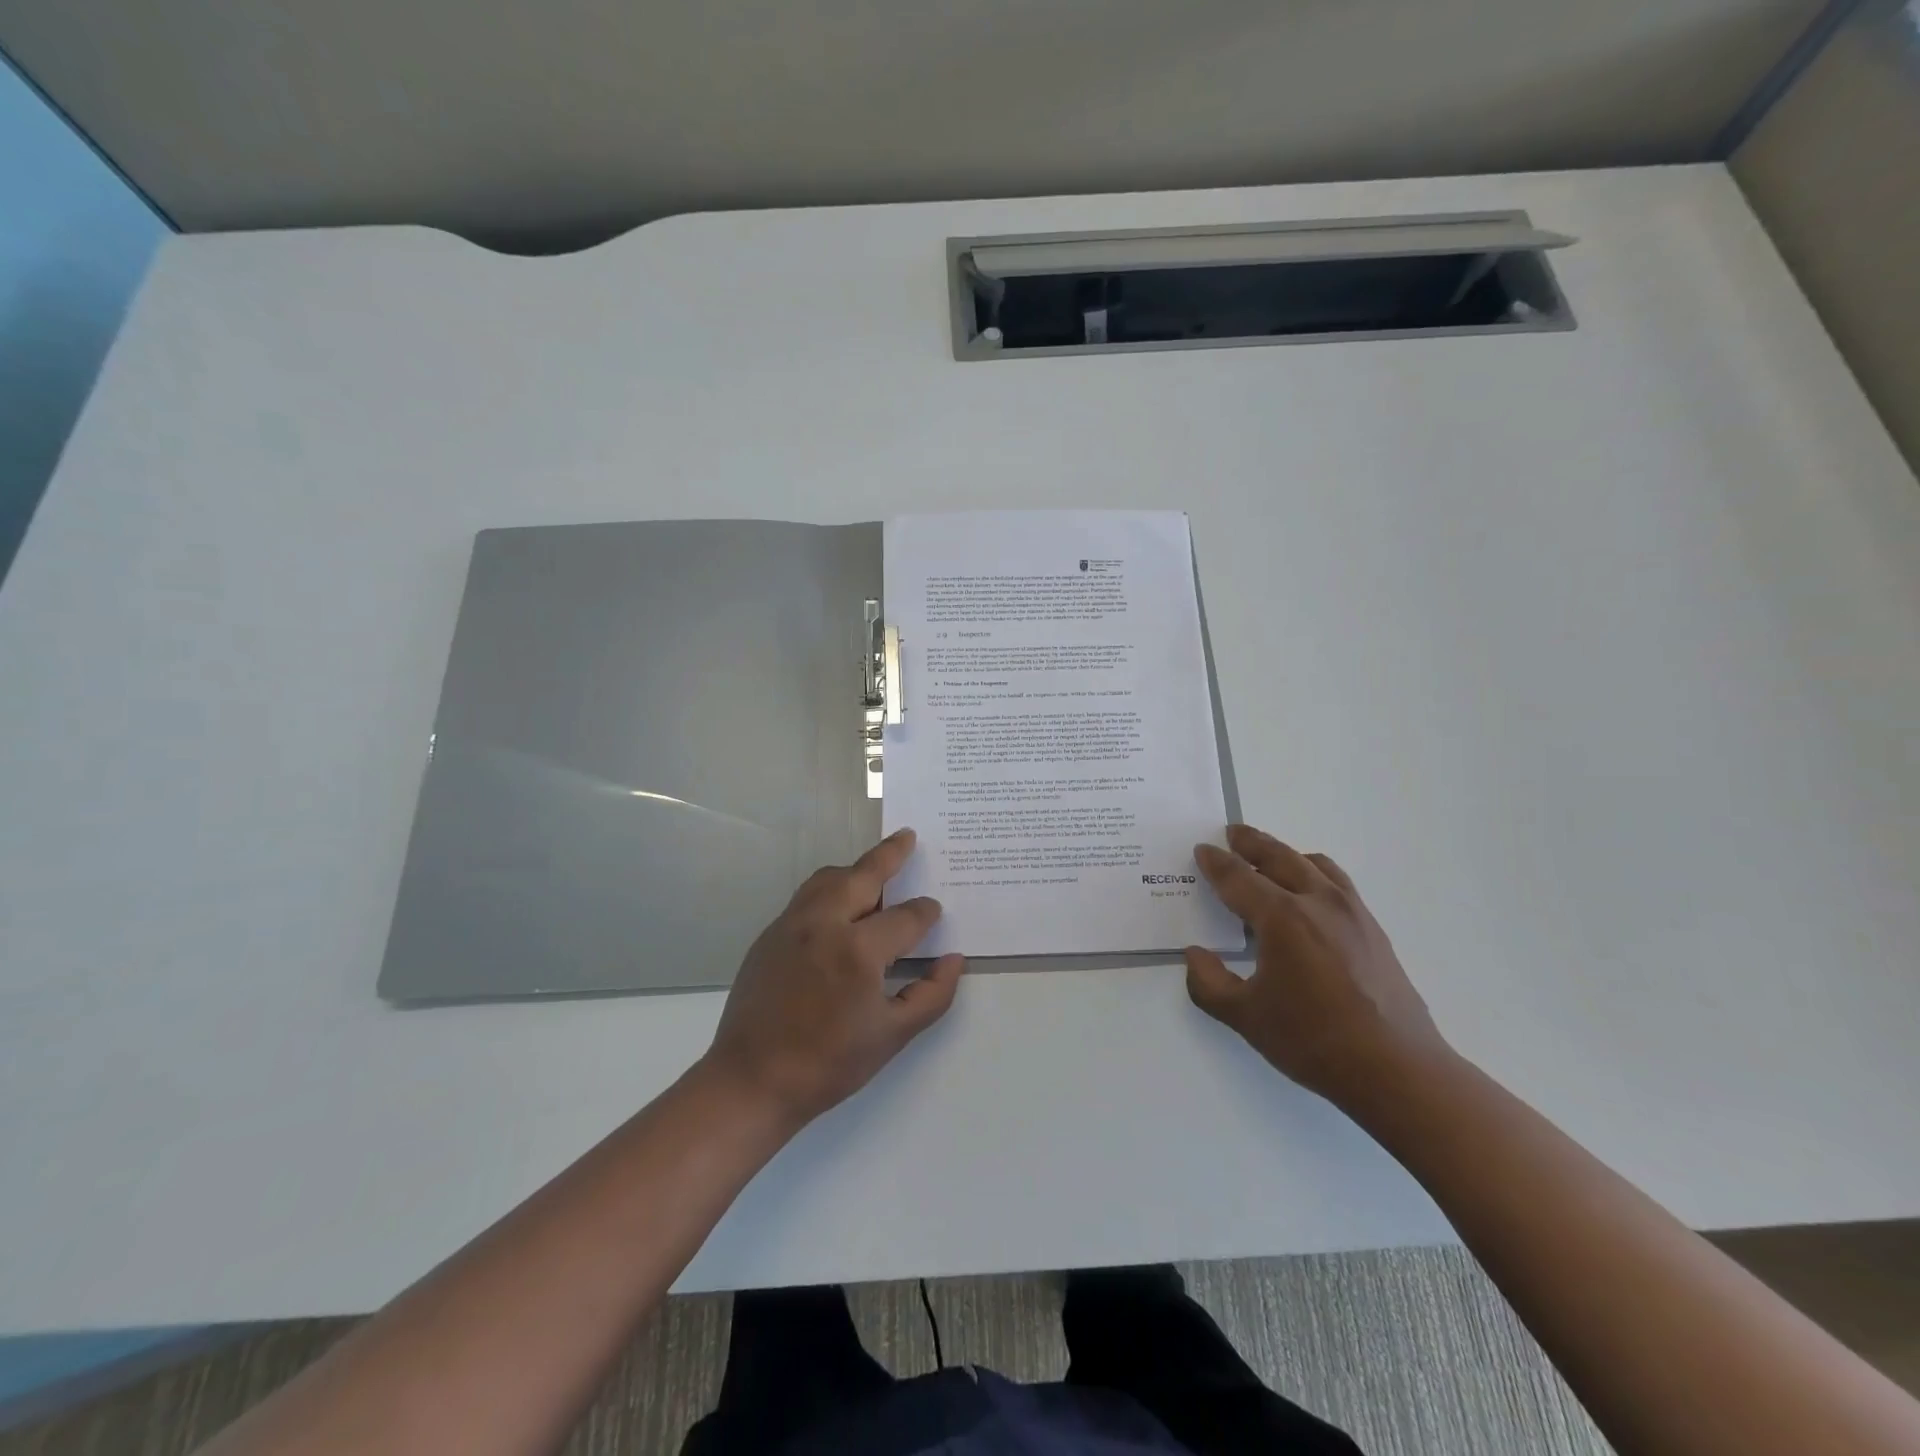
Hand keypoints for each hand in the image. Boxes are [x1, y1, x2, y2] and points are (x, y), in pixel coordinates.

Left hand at [702, 829, 965, 1128]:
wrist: (752, 1081)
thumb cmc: (829, 1063)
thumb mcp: (892, 1036)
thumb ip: (931, 995)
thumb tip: (953, 960)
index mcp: (858, 950)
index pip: (906, 917)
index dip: (926, 913)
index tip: (934, 913)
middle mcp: (824, 924)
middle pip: (863, 874)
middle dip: (890, 854)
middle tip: (907, 837)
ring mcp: (792, 924)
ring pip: (829, 878)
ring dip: (856, 870)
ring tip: (875, 872)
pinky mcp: (770, 934)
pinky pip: (807, 896)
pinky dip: (831, 889)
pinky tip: (841, 910)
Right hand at [1184, 824, 1450, 1110]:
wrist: (1397, 1069)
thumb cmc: (1313, 1040)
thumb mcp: (1245, 1017)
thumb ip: (1209, 983)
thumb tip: (1195, 955)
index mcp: (1281, 918)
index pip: (1239, 878)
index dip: (1216, 863)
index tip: (1202, 850)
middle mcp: (1317, 902)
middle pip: (1280, 857)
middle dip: (1252, 842)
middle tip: (1233, 833)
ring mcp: (1352, 913)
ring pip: (1314, 865)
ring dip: (1286, 854)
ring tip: (1271, 856)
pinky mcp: (1373, 930)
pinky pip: (1338, 884)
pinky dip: (1315, 874)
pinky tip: (1310, 894)